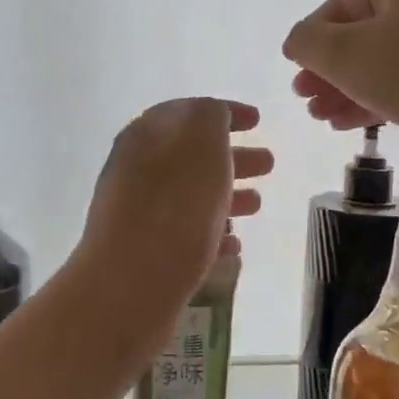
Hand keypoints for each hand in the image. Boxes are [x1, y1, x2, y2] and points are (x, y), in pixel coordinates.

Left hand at [79, 99, 270, 304]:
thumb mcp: (201, 144)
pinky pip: (185, 234)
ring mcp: (138, 214)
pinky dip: (212, 233)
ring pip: (190, 196)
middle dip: (232, 156)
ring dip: (227, 195)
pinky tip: (234, 245)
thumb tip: (213, 116)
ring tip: (258, 205)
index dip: (224, 112)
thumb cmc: (174, 209)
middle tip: (269, 164)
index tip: (258, 120)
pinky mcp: (145, 254)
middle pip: (192, 156)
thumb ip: (210, 118)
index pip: (188, 112)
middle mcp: (137, 171)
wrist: (129, 286)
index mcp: (147, 136)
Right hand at [283, 0, 398, 161]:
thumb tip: (298, 41)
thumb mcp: (346, 53)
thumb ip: (309, 42)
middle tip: (304, 96)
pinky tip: (349, 124)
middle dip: (328, 68)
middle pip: (362, 34)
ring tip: (320, 116)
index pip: (343, 2)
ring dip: (345, 89)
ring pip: (381, 63)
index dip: (312, 36)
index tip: (294, 68)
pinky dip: (373, 100)